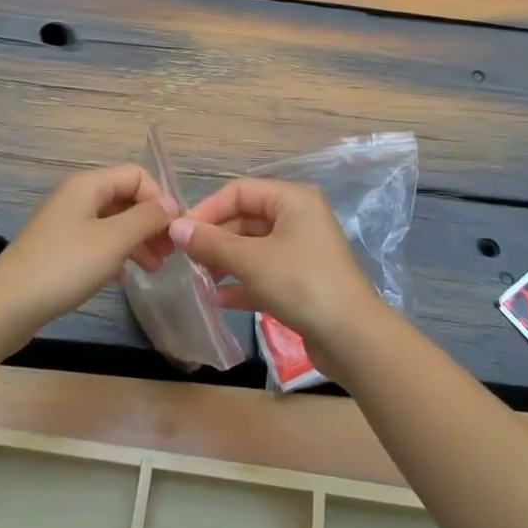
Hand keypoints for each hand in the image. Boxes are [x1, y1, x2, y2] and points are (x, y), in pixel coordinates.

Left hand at [0, 165, 175, 338]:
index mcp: (89, 186)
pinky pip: (99, 242)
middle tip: (170, 254)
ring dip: (139, 240)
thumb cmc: (64, 267)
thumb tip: (172, 205)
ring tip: (157, 269)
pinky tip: (128, 276)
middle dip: (151, 222)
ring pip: (114, 222)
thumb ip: (147, 218)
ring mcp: (67, 224)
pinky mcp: (61, 250)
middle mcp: (78, 198)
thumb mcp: (113, 240)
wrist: (7, 306)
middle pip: (126, 198)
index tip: (173, 232)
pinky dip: (119, 254)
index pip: (137, 175)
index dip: (159, 199)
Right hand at [171, 179, 381, 347]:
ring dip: (225, 261)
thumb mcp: (251, 261)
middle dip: (215, 238)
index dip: (207, 209)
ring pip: (253, 247)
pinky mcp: (302, 280)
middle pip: (246, 218)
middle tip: (185, 260)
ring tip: (199, 280)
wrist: (352, 337)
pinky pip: (264, 272)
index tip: (179, 233)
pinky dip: (242, 282)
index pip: (239, 191)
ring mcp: (301, 250)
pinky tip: (220, 299)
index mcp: (292, 200)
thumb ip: (211, 243)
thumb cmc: (301, 284)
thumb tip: (175, 228)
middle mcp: (298, 218)